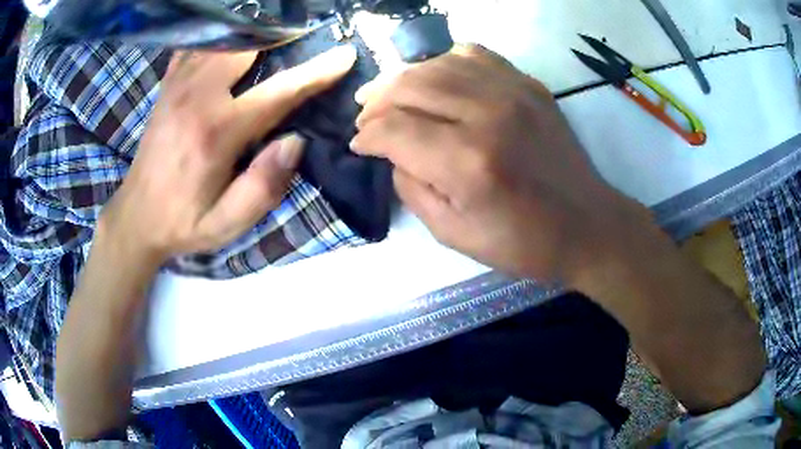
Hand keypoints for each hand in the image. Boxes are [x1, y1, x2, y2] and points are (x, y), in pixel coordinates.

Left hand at [100, 46, 357, 262]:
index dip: (316, 72)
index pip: (277, 91)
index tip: (344, 55)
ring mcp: (178, 85)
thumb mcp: (227, 224)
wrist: (137, 216)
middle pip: (248, 46)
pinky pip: (198, 45)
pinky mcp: (168, 85)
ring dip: (253, 35)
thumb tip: (296, 141)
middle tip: (303, 40)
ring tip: (275, 39)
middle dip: (281, 39)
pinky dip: (220, 38)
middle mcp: (196, 97)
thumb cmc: (184, 222)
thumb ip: (263, 187)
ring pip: (224, 39)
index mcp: (216, 132)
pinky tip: (232, 45)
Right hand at [351, 45, 647, 283]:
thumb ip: (411, 187)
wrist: (586, 225)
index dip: (367, 135)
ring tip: (391, 94)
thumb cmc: (522, 242)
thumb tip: (392, 151)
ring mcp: (512, 91)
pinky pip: (473, 55)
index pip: (394, 129)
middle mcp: (488, 114)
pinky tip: (438, 80)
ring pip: (437, 63)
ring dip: (404, 78)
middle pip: (410, 84)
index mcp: (467, 162)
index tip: (360, 145)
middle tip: (367, 116)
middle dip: (377, 100)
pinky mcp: (528, 85)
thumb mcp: (452, 233)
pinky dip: (445, 63)